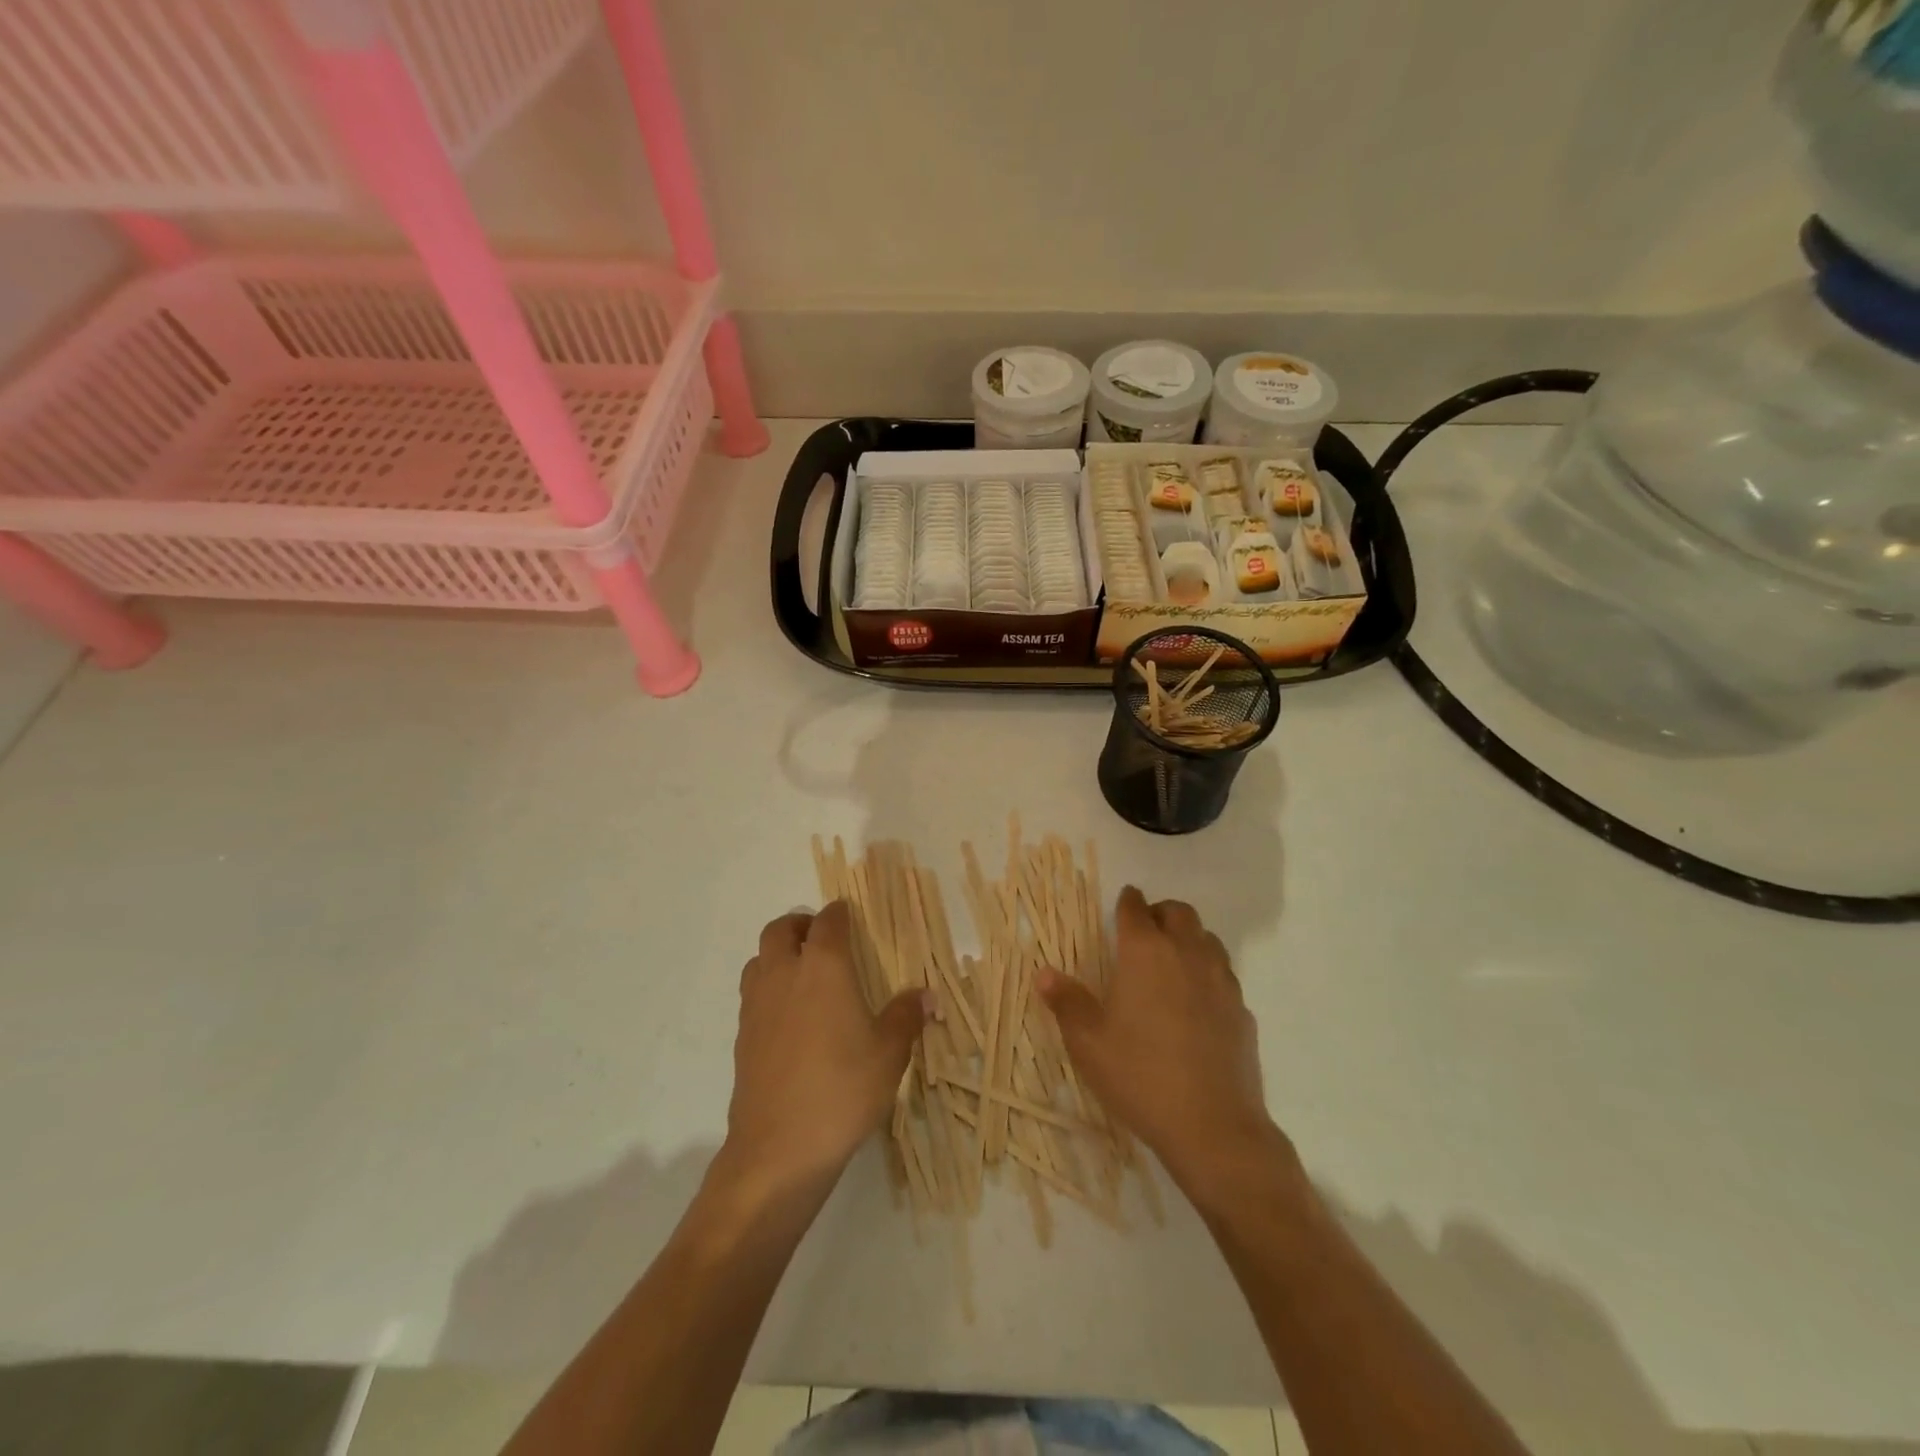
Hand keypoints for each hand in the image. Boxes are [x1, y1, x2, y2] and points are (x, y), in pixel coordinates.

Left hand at [722, 902, 924, 1191]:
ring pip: (760, 959)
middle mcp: (784, 975)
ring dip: (779, 954)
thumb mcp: (889, 1053)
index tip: (850, 915)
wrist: (779, 1149)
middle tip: (823, 938)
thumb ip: (906, 1016)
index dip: (839, 914)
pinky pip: (753, 993)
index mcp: (823, 968)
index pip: (827, 923)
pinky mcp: (742, 1036)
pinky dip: (769, 987)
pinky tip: (791, 1016)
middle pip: (780, 930)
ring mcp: (757, 1006)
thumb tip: (927, 995)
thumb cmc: (842, 1090)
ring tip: (805, 973)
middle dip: (801, 925)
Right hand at [1039, 887, 1283, 1195]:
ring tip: (1171, 960)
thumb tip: (1044, 973)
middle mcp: (1186, 954)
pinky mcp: (1242, 1009)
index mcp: (1145, 952)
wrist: (1213, 1126)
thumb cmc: (1140, 1075)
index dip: (1127, 901)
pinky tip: (1196, 1001)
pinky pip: (1224, 973)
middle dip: (1161, 912)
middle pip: (1179, 912)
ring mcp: (1220, 980)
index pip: (1136, 909)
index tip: (1123, 901)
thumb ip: (1066, 1002)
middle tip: (1145, 929)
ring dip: (1188, 938)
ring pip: (1207, 938)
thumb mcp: (1088, 1042)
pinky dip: (1208, 972)